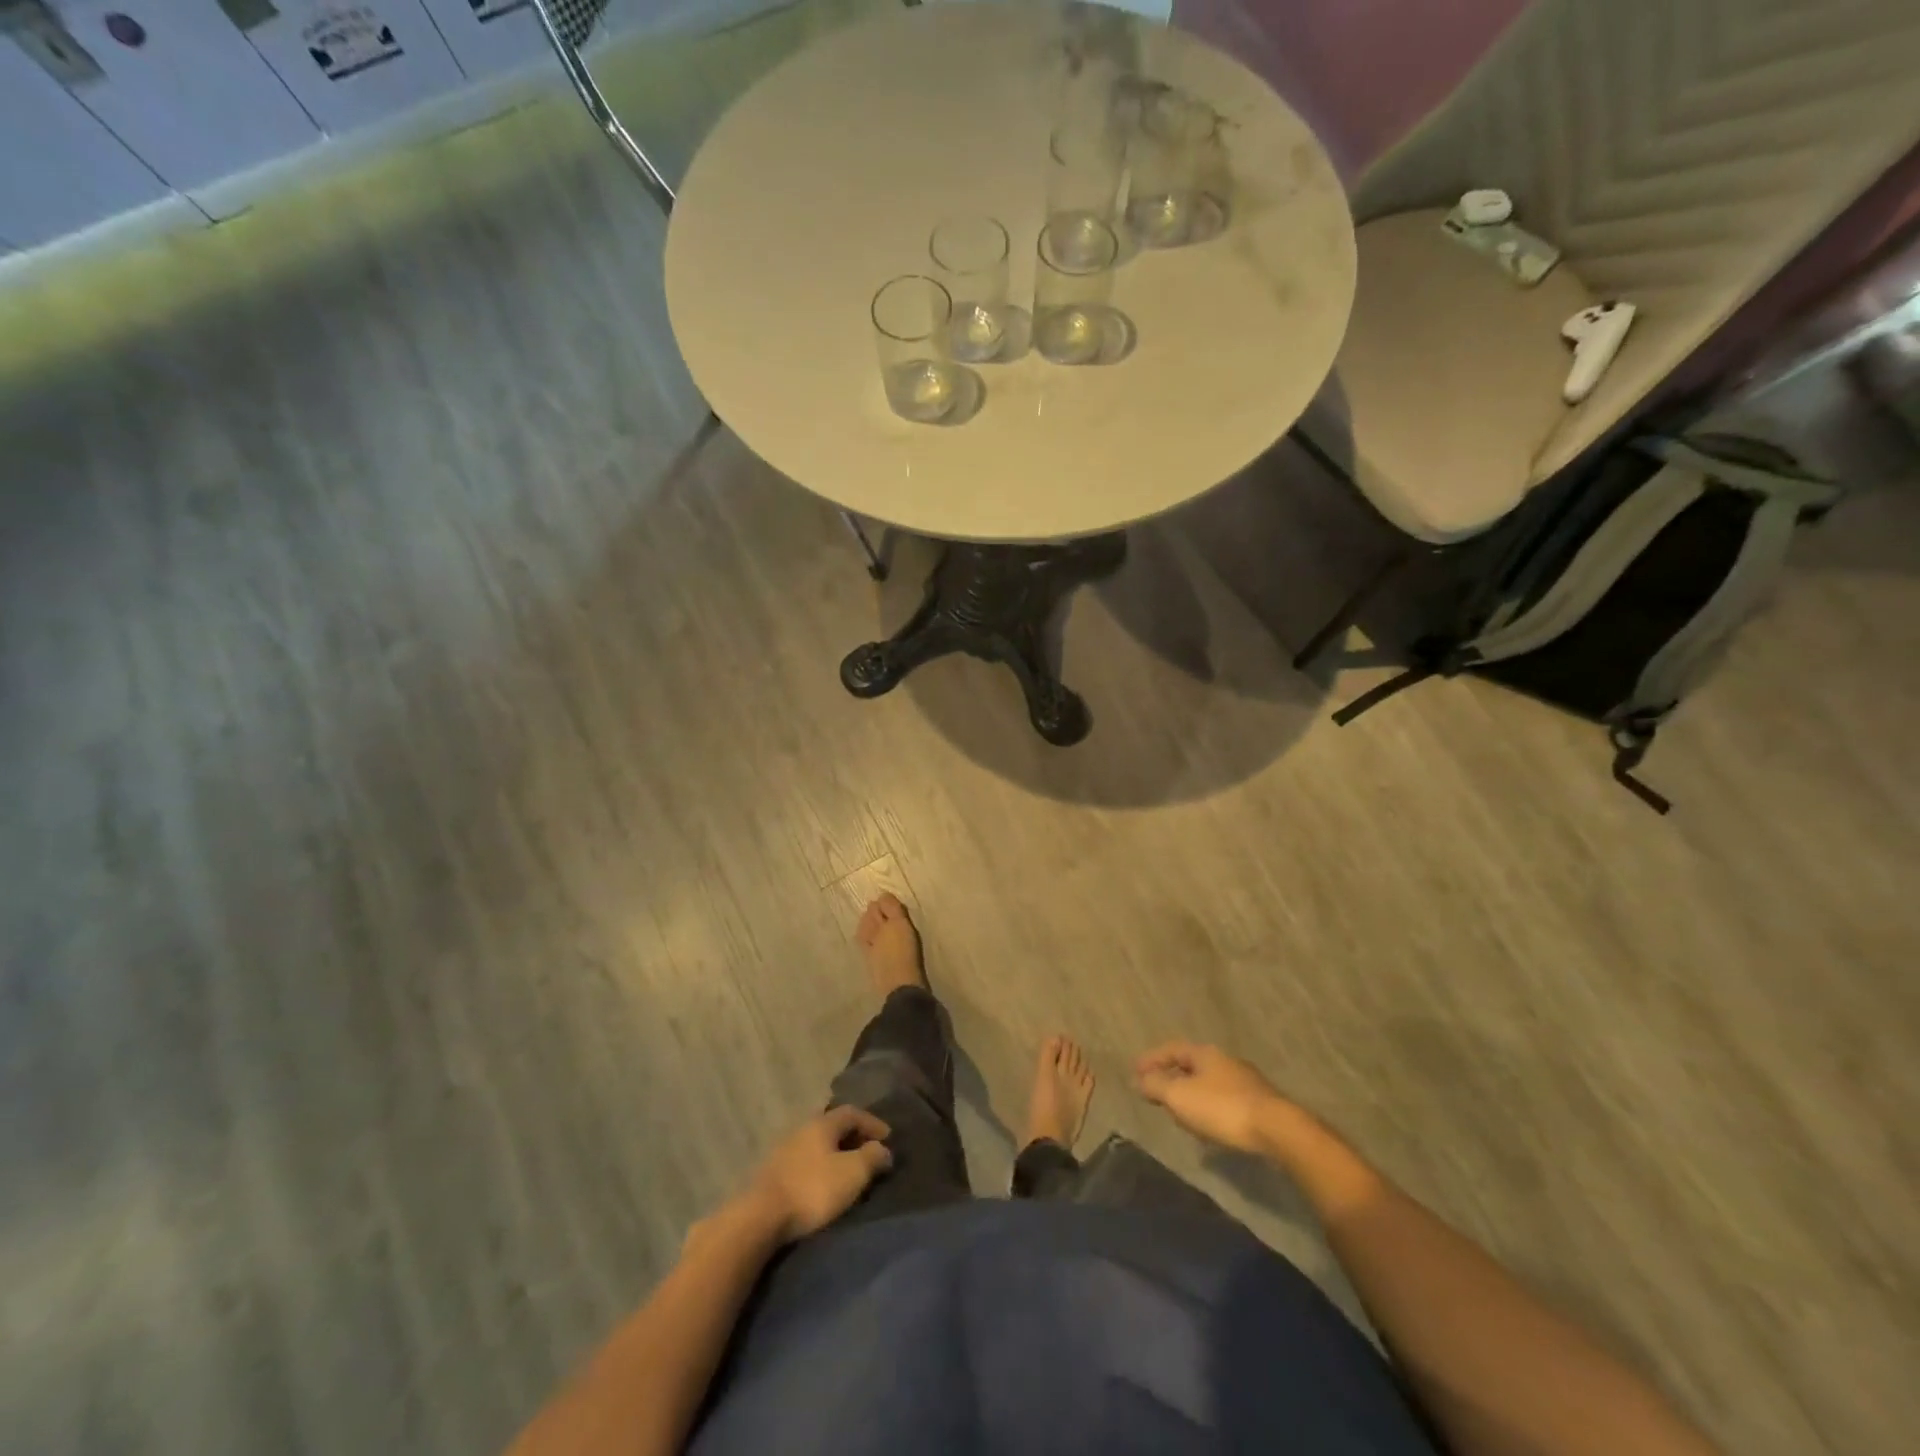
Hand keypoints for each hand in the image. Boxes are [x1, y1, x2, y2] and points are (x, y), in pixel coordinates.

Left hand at [748, 1106, 892, 1241]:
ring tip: (848, 1172)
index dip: (873, 1123)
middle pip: (833, 1126)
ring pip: (818, 1145)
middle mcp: (802, 1129)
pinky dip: (820, 1168)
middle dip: (854, 1138)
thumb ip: (872, 1157)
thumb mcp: (852, 1173)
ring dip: (836, 1154)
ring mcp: (784, 1150)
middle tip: (869, 1153)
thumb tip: (884, 1150)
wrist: (760, 1217)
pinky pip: (805, 1162)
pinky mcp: (773, 1173)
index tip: (888, 1138)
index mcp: (822, 1123)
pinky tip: (823, 1185)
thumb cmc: (813, 1189)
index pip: (853, 1112)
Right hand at [1134, 1040, 1292, 1154]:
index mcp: (1204, 1053)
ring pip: (1208, 1083)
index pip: (1171, 1049)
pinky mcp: (1258, 1104)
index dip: (1151, 1059)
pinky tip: (1208, 1126)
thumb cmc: (1222, 1108)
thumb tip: (1138, 1079)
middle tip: (1155, 1092)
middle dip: (1171, 1077)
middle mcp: (1224, 1061)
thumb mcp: (1180, 1097)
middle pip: (1190, 1064)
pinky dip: (1208, 1108)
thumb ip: (1156, 1086)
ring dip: (1190, 1095)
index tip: (1135, 1072)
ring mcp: (1245, 1081)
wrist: (1278, 1130)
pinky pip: (1223, 1100)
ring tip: (1179, 1112)